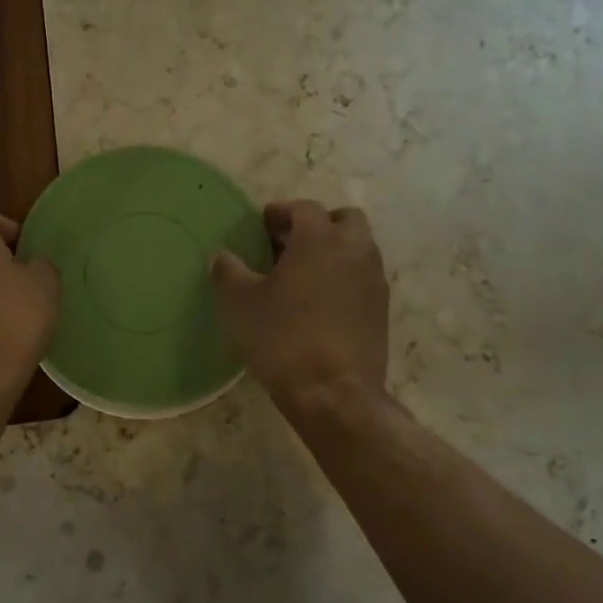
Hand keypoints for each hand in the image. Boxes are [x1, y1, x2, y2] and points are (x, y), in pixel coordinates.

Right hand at [210, 200, 389, 406]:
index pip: (304, 209)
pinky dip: (344, 278)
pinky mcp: (381, 310)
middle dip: (318, 224)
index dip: (281, 212)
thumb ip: (229, 272)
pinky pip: (363, 278)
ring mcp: (373, 280)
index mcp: (320, 239)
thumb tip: (222, 257)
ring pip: (358, 248)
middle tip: (289, 244)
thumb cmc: (282, 338)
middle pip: (344, 220)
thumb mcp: (240, 303)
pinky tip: (319, 302)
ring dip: (333, 251)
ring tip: (302, 274)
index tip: (262, 223)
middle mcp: (354, 250)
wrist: (334, 393)